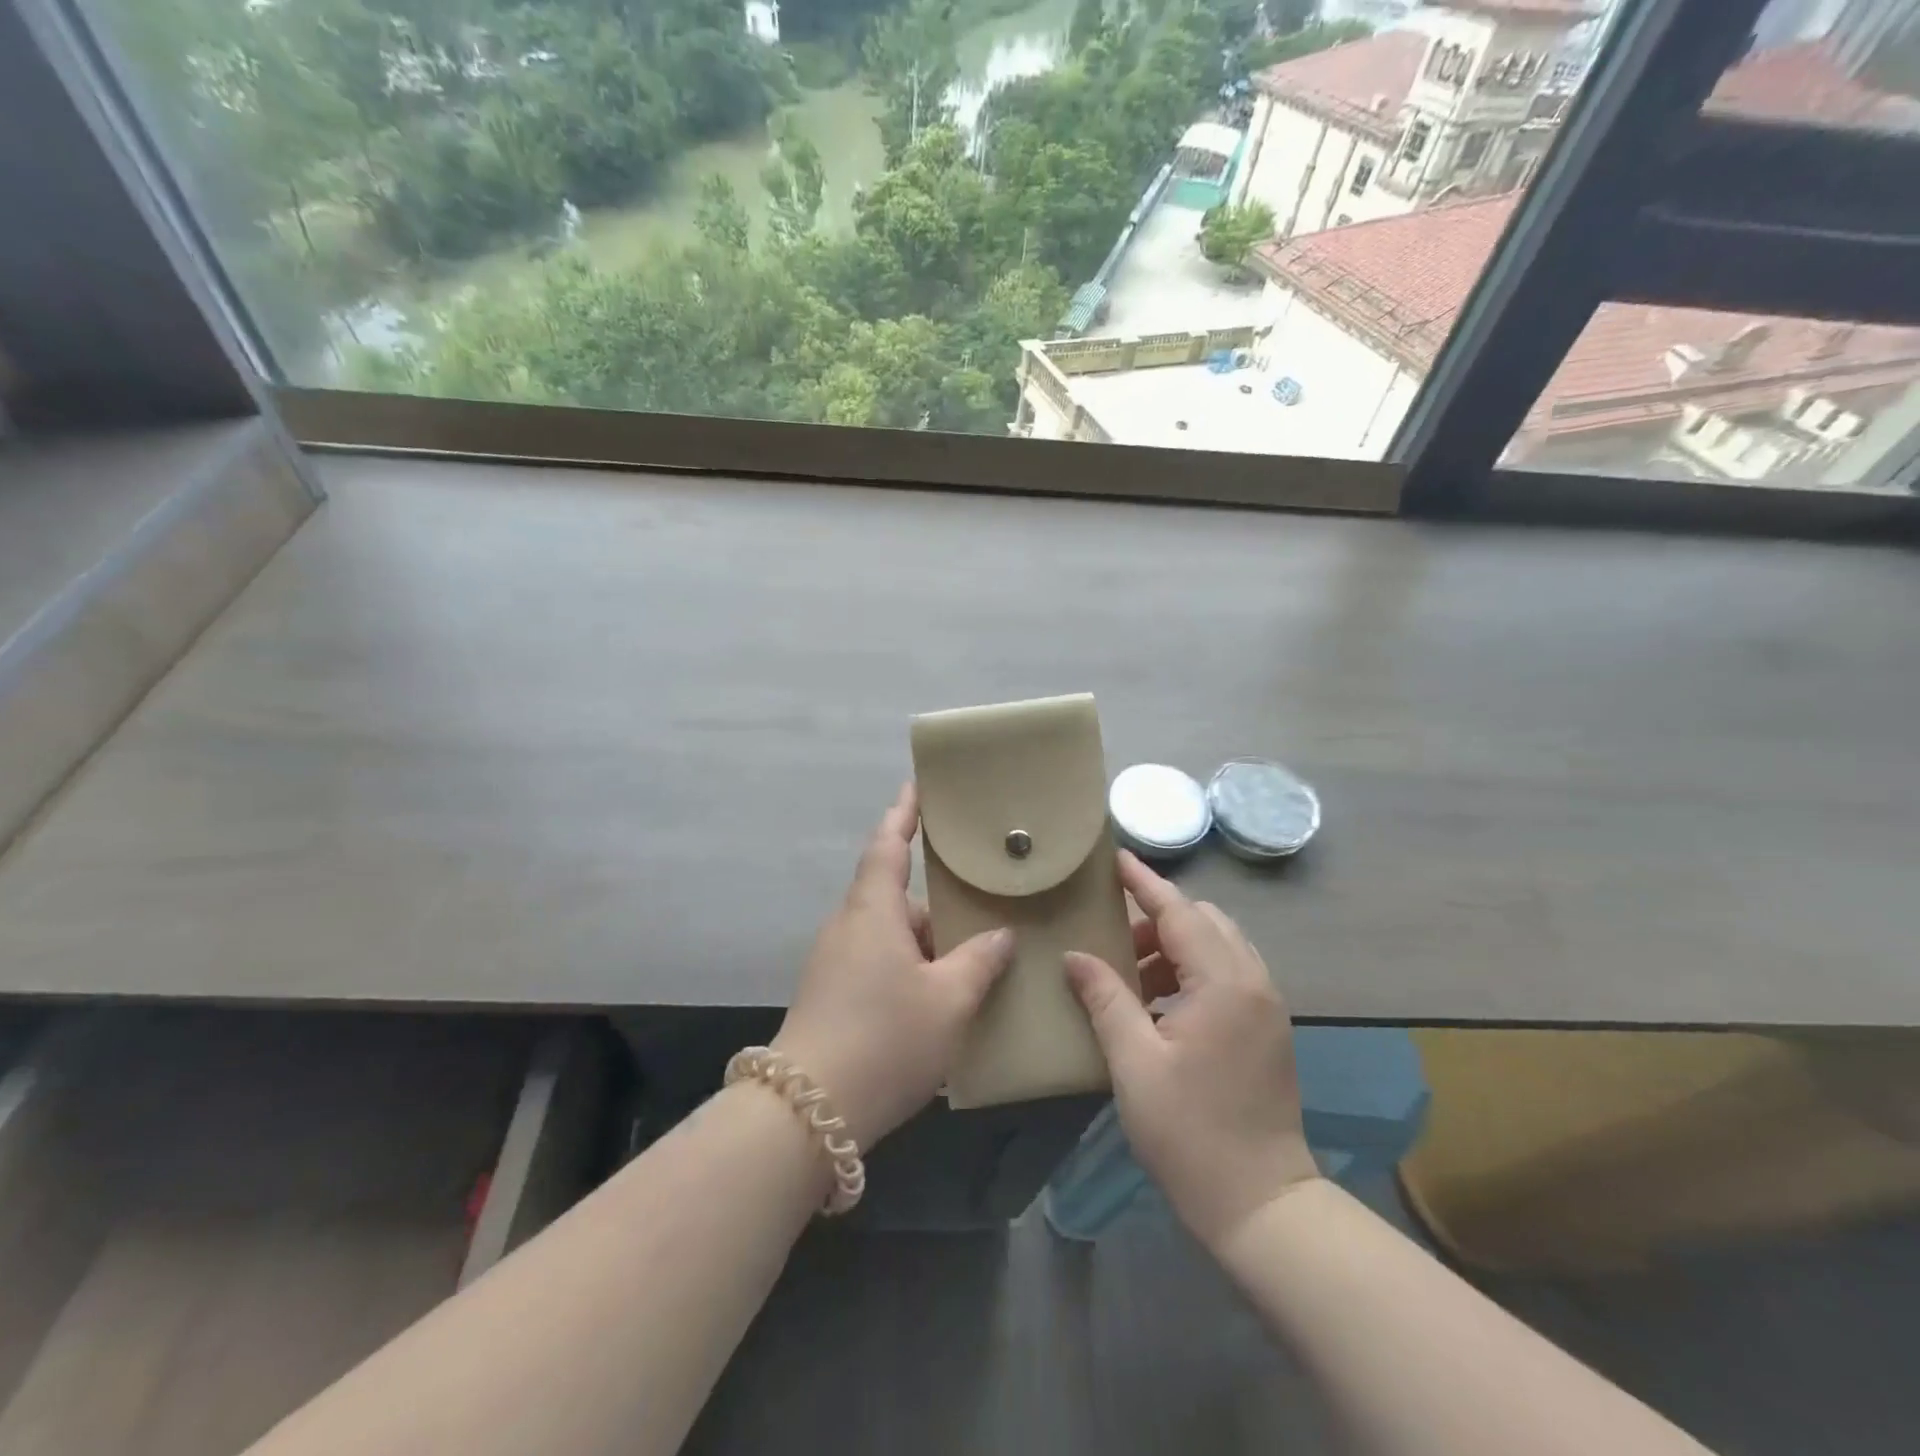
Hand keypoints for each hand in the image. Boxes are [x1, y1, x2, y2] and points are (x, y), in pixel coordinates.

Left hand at [773, 784, 1013, 1149]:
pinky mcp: (832, 997)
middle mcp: (849, 927)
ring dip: (927, 944)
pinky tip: (942, 1001)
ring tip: (974, 959)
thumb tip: (1000, 935)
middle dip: (937, 902)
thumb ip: (980, 961)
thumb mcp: (949, 1000)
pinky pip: (880, 966)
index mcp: (872, 910)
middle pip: (895, 897)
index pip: (888, 845)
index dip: (904, 814)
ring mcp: (836, 964)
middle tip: (982, 902)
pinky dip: (912, 971)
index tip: (918, 788)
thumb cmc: (885, 1038)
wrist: (806, 1113)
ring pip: (891, 937)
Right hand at [1065, 851, 1320, 1246]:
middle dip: (1157, 918)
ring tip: (1130, 975)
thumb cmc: (1190, 1131)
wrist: (1261, 1202)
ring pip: (1218, 945)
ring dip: (1175, 946)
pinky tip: (1159, 1003)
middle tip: (1112, 937)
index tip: (1116, 858)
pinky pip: (1228, 973)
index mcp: (1223, 982)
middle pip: (1203, 921)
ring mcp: (1267, 1005)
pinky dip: (1192, 970)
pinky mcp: (1268, 1028)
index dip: (1145, 883)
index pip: (1179, 911)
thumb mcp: (1134, 1062)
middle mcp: (1253, 981)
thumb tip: (1074, 956)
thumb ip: (1105, 998)